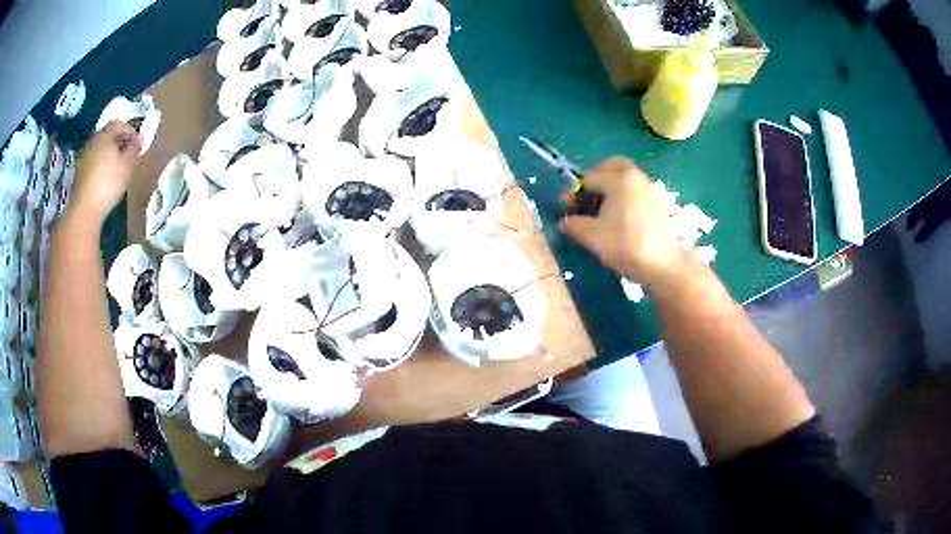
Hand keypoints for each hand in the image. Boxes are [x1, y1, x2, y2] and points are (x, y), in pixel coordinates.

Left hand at [68, 121, 142, 224]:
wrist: (84, 210)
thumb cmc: (108, 183)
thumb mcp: (127, 165)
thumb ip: (134, 149)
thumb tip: (140, 138)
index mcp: (105, 134)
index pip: (119, 124)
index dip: (129, 130)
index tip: (137, 142)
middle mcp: (93, 141)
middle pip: (107, 136)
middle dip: (118, 142)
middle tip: (127, 155)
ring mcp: (83, 158)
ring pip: (99, 150)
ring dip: (108, 155)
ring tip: (116, 168)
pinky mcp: (79, 174)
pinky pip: (92, 163)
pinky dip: (100, 166)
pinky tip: (105, 178)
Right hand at [560, 157, 687, 284]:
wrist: (661, 264)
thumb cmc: (624, 244)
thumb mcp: (592, 236)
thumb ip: (573, 224)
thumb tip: (564, 221)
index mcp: (618, 178)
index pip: (588, 178)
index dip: (574, 194)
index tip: (567, 211)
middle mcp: (635, 176)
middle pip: (612, 166)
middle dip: (597, 178)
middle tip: (587, 197)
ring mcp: (650, 188)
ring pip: (626, 178)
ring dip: (611, 187)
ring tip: (602, 211)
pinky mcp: (658, 203)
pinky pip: (636, 190)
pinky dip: (624, 196)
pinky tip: (619, 218)